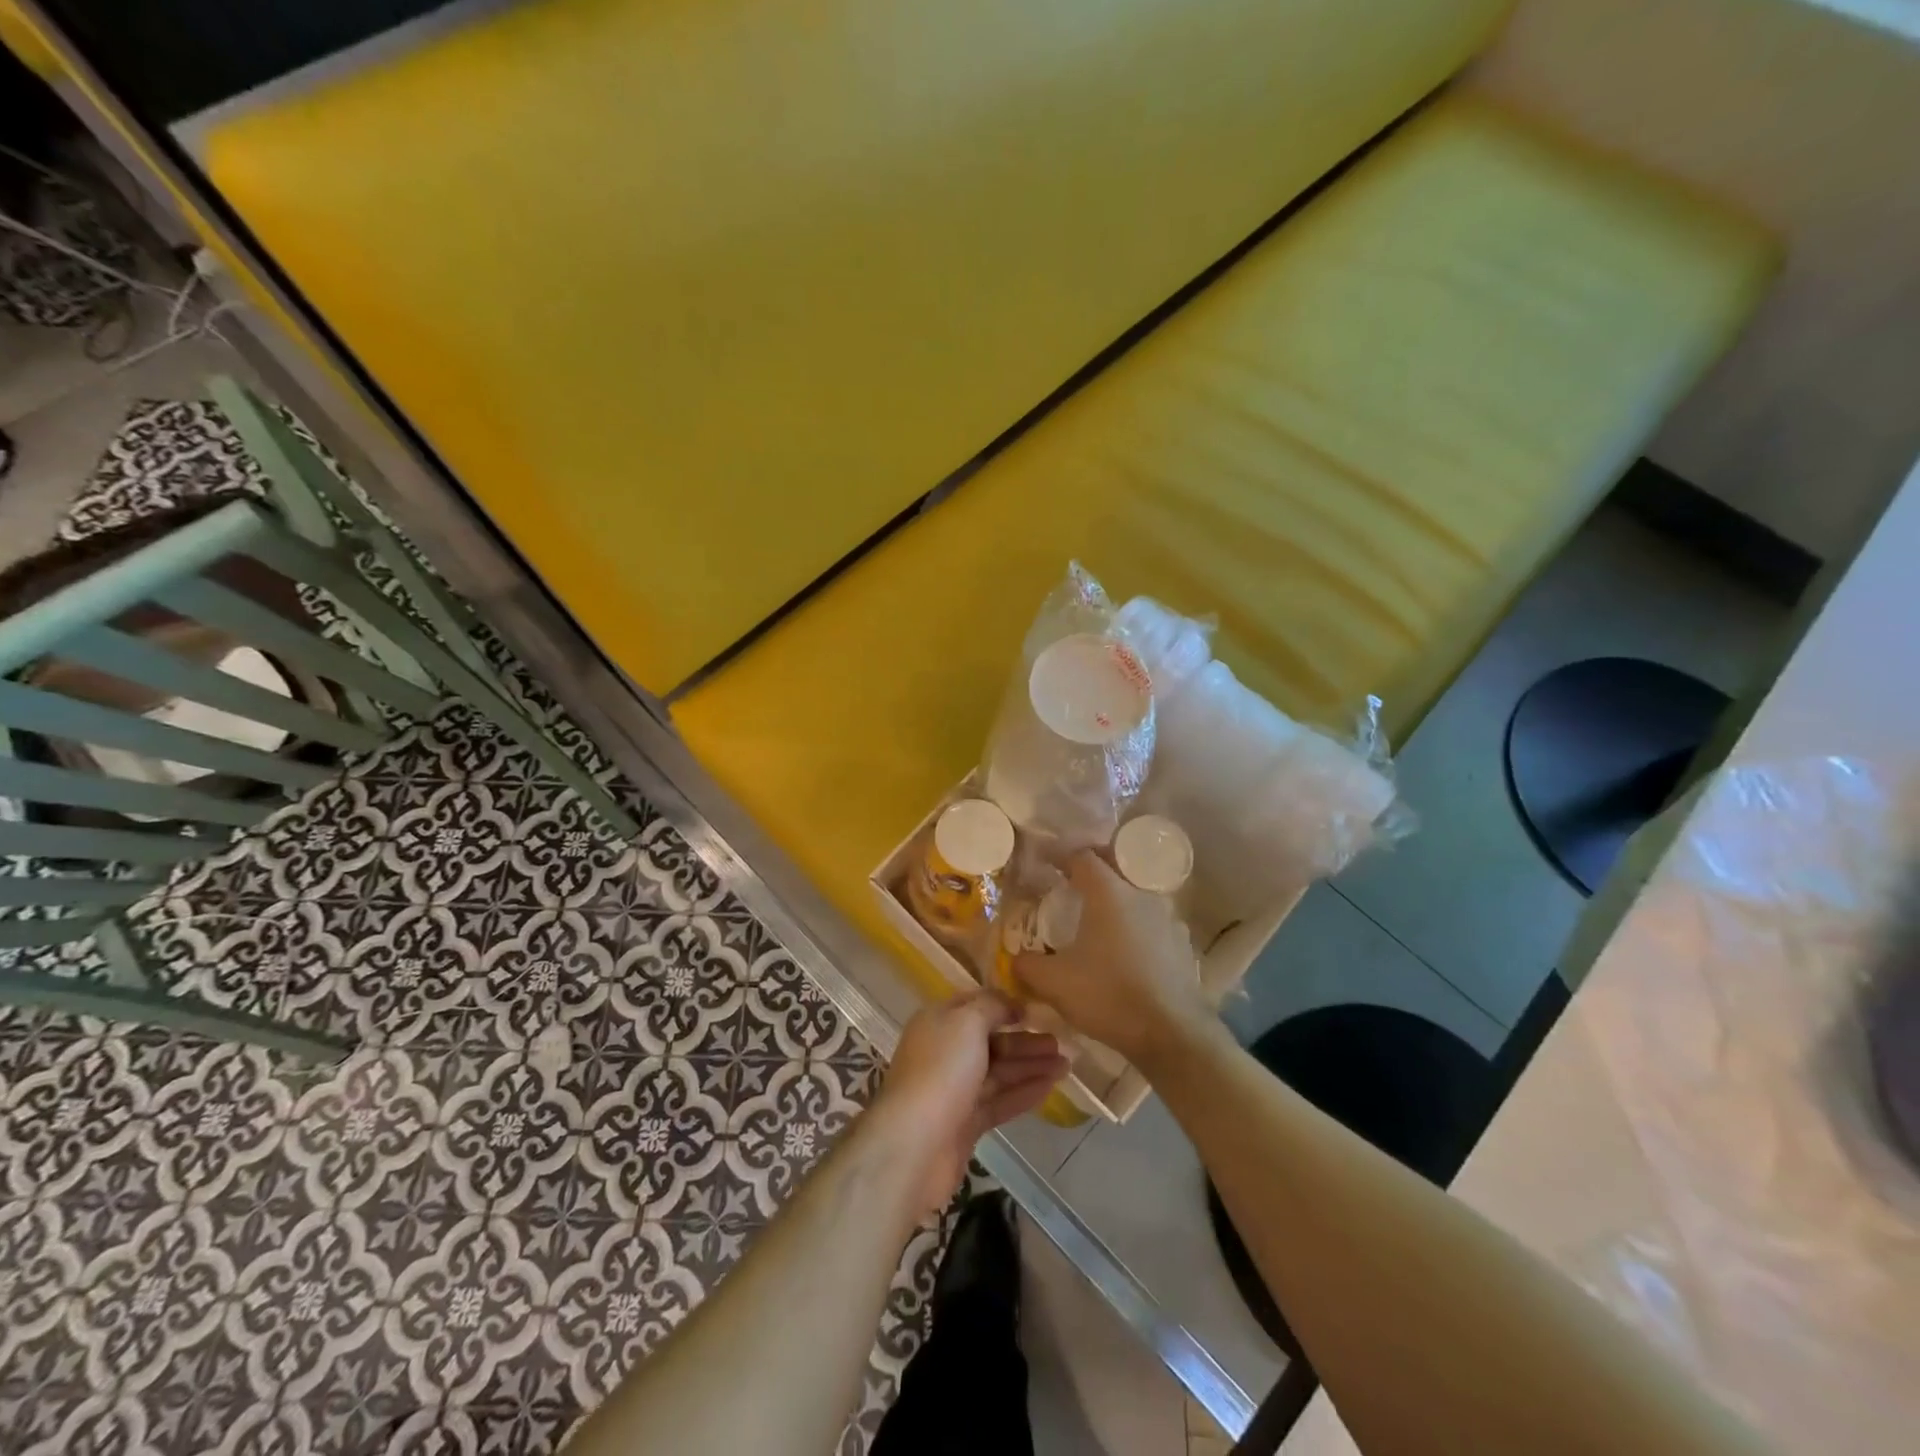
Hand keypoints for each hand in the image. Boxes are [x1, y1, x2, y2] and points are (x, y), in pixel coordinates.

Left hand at [868, 991, 1068, 1217]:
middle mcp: (945, 1052)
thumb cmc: (941, 1070)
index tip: (1036, 1010)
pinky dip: (1023, 1092)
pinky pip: (1000, 1101)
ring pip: (999, 1072)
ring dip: (1031, 1066)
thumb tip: (1012, 1004)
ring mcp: (955, 1090)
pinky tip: (1050, 1087)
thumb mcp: (967, 1021)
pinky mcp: (965, 1124)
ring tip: (1066, 1065)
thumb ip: (992, 1006)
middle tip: (1062, 1043)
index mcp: (938, 1022)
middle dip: (1025, 1041)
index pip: (975, 1006)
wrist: (914, 1144)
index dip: (1005, 1005)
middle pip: (991, 1041)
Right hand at [1013, 851, 1208, 1069]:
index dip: (1061, 856)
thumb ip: (1027, 965)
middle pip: (1113, 869)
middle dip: (1090, 873)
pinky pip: (1152, 924)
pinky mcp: (1182, 944)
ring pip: (1135, 897)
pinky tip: (1125, 952)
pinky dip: (1135, 928)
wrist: (1173, 1035)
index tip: (1045, 864)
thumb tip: (1014, 958)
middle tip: (1069, 885)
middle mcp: (1141, 895)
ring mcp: (1167, 918)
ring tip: (1096, 922)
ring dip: (1115, 902)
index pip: (1082, 856)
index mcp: (1108, 893)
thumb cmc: (1109, 996)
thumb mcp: (1054, 983)